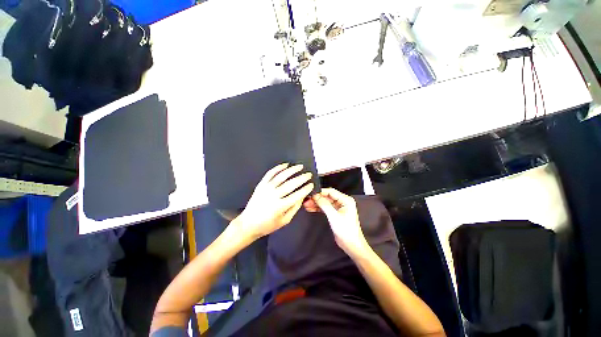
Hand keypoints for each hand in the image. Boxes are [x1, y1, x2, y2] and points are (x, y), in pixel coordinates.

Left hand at [233, 163, 313, 239]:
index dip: (305, 189)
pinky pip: (270, 174)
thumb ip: (294, 208)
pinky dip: (278, 168)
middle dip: (302, 178)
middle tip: (308, 174)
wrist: (248, 223)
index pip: (297, 195)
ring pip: (281, 176)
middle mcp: (274, 195)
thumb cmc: (268, 225)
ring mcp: (266, 188)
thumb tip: (302, 196)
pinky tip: (285, 165)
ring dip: (292, 170)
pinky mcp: (261, 184)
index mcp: (280, 206)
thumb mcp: (284, 221)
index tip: (311, 185)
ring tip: (300, 166)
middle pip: (291, 184)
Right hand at [304, 188, 370, 257]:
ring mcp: (339, 207)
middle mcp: (343, 202)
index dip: (321, 192)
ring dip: (316, 203)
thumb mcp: (334, 216)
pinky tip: (311, 208)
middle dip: (317, 198)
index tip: (311, 193)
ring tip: (306, 204)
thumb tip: (316, 196)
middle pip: (327, 197)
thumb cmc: (346, 231)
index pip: (331, 192)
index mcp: (346, 200)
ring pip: (325, 202)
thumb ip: (324, 205)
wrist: (351, 245)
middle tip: (307, 200)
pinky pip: (325, 208)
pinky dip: (318, 208)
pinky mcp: (335, 213)